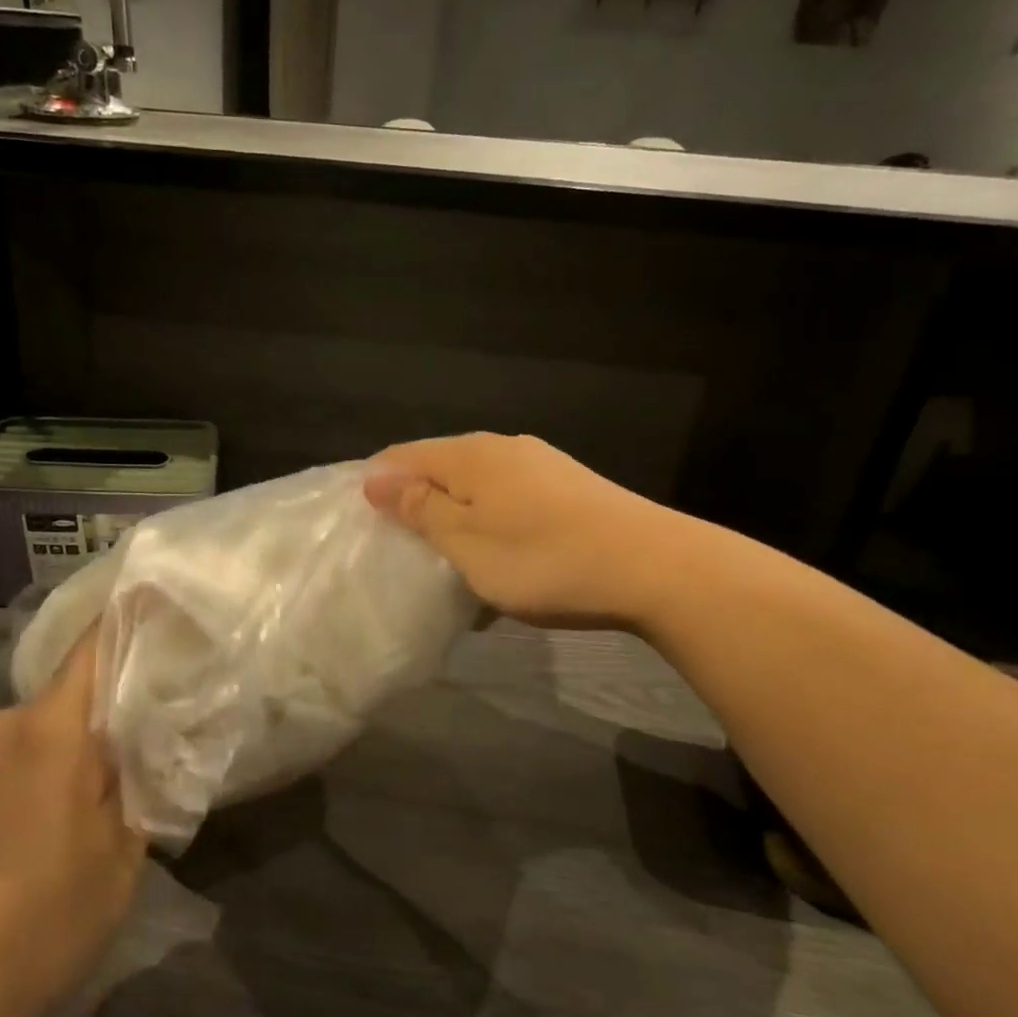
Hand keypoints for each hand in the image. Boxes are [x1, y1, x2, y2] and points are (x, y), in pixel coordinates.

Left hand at [0, 630, 143, 1016]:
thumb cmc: (32, 928)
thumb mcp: (115, 870)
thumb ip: (126, 800)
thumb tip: (120, 763)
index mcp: (50, 734)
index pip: (90, 653)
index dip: (117, 626)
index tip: (139, 606)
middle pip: (44, 717)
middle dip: (65, 748)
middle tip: (75, 811)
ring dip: (14, 782)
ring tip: (13, 853)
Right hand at [365, 433, 665, 630]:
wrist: (655, 568)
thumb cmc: (544, 559)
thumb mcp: (466, 542)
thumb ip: (419, 508)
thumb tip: (375, 478)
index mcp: (469, 455)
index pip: (402, 455)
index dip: (375, 485)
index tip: (362, 526)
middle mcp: (503, 448)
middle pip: (440, 468)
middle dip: (415, 505)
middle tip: (401, 550)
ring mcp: (540, 466)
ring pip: (477, 488)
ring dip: (455, 521)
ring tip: (448, 562)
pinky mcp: (569, 488)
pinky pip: (510, 502)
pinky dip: (492, 528)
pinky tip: (500, 560)